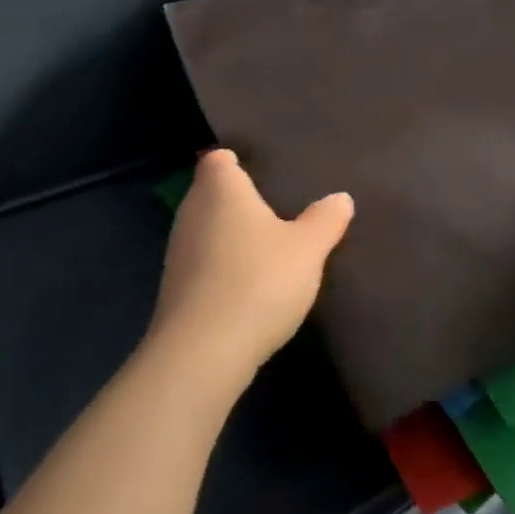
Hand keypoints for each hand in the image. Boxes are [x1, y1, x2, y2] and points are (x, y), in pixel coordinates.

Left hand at [150, 149, 352, 384]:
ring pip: (207, 229)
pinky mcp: (174, 290)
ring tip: (268, 247)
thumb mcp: (308, 249)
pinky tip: (249, 285)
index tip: (264, 173)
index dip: (238, 162)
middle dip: (239, 200)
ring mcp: (178, 252)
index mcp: (221, 189)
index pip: (219, 159)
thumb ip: (326, 220)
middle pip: (212, 193)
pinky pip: (202, 264)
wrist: (202, 354)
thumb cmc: (258, 280)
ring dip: (230, 236)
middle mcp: (191, 211)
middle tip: (278, 209)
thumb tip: (340, 199)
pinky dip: (221, 267)